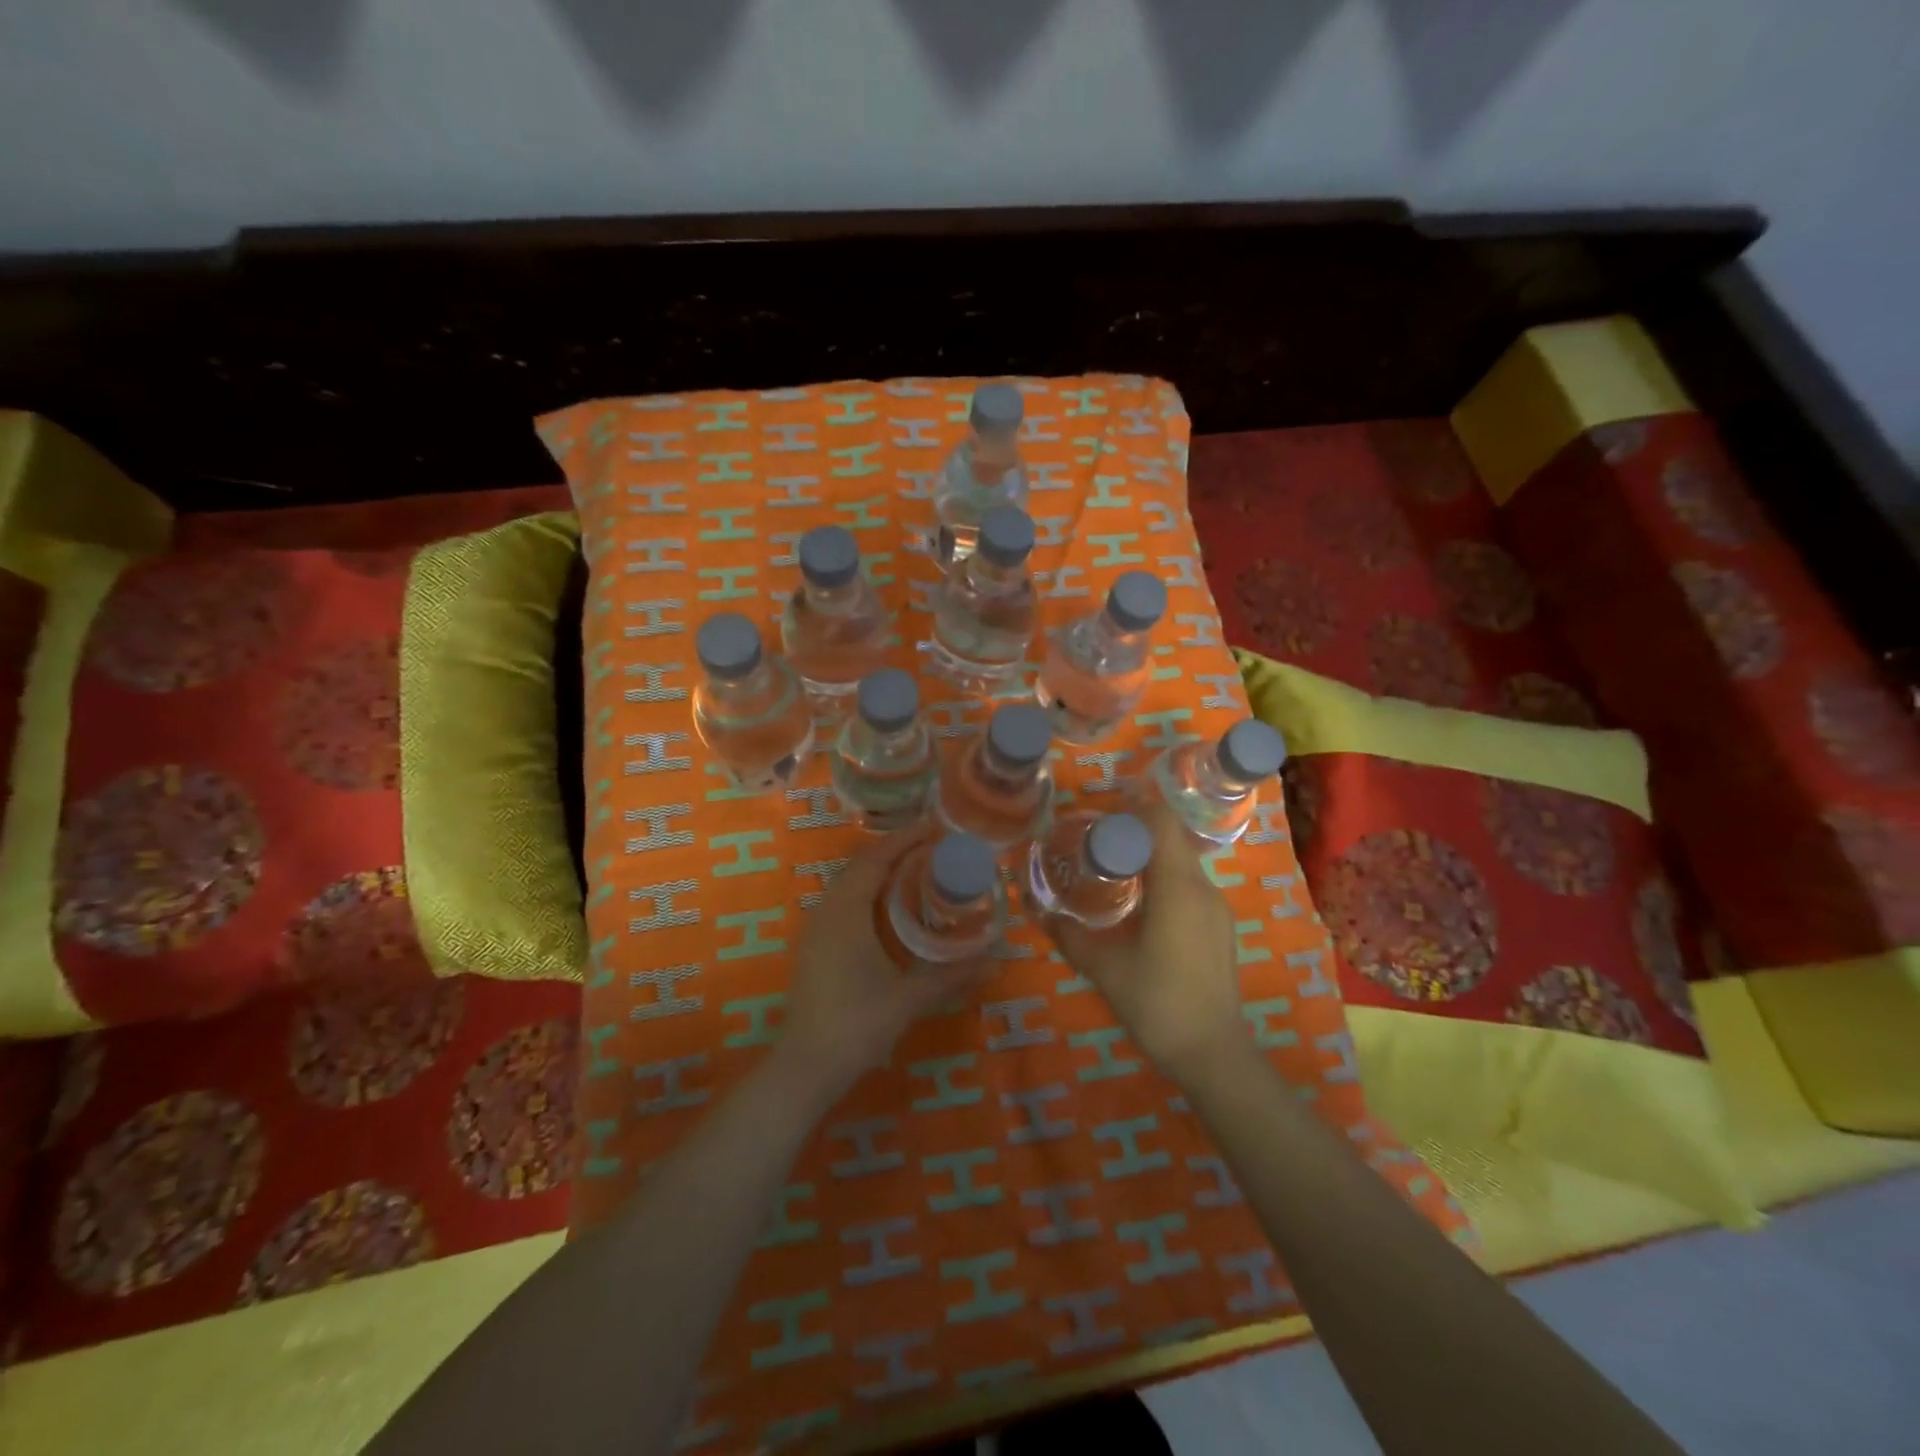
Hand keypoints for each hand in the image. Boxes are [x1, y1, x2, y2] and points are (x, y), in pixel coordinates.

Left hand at [778, 828, 993, 1100]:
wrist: (806, 1066)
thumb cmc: (857, 1024)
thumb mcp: (909, 998)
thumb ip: (952, 976)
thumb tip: (996, 960)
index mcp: (847, 912)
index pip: (875, 859)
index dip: (904, 840)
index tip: (935, 829)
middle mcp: (827, 911)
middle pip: (860, 866)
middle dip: (895, 852)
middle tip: (932, 849)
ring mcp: (816, 930)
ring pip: (848, 884)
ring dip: (879, 872)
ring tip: (915, 872)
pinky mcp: (814, 948)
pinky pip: (842, 903)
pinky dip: (867, 893)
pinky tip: (888, 910)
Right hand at [1047, 801, 1244, 1082]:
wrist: (1213, 1054)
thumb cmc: (1157, 1003)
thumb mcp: (1103, 967)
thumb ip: (1069, 934)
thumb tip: (1040, 911)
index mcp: (1178, 887)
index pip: (1161, 823)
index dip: (1135, 805)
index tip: (1104, 803)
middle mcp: (1202, 888)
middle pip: (1171, 839)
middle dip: (1136, 831)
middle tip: (1096, 837)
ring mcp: (1216, 909)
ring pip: (1181, 862)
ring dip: (1150, 855)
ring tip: (1112, 866)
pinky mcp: (1218, 928)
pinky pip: (1189, 885)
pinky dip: (1163, 878)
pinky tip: (1138, 902)